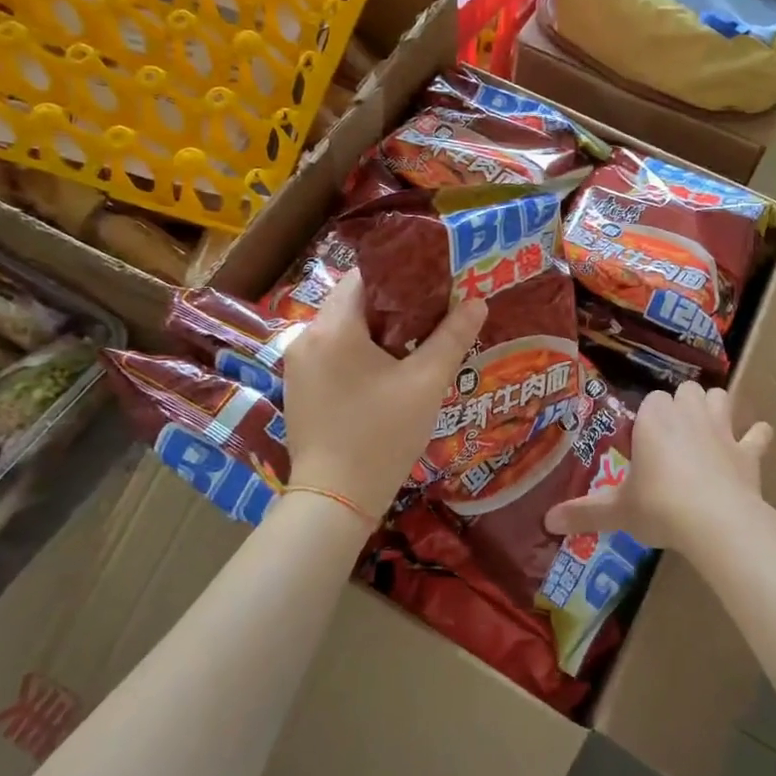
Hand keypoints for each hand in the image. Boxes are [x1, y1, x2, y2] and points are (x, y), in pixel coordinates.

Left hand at [282, 271, 486, 521]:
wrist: (335, 500)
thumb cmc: (382, 436)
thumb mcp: (426, 384)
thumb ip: (452, 337)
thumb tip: (477, 301)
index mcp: (334, 327)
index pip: (365, 276)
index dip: (402, 275)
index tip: (434, 286)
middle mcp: (307, 337)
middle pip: (354, 302)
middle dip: (394, 305)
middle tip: (434, 315)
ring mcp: (298, 365)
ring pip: (344, 329)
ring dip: (378, 330)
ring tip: (417, 343)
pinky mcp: (299, 388)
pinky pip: (333, 353)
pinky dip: (360, 352)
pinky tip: (388, 373)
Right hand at [544, 381, 771, 550]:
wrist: (715, 521)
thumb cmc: (659, 506)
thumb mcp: (617, 511)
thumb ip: (584, 512)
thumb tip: (547, 521)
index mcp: (653, 419)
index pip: (649, 401)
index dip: (647, 419)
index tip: (642, 443)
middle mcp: (687, 414)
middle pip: (686, 391)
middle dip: (681, 405)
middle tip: (673, 435)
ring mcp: (722, 429)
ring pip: (720, 398)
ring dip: (716, 408)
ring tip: (708, 427)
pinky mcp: (748, 451)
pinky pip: (758, 434)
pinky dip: (757, 437)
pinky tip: (755, 441)